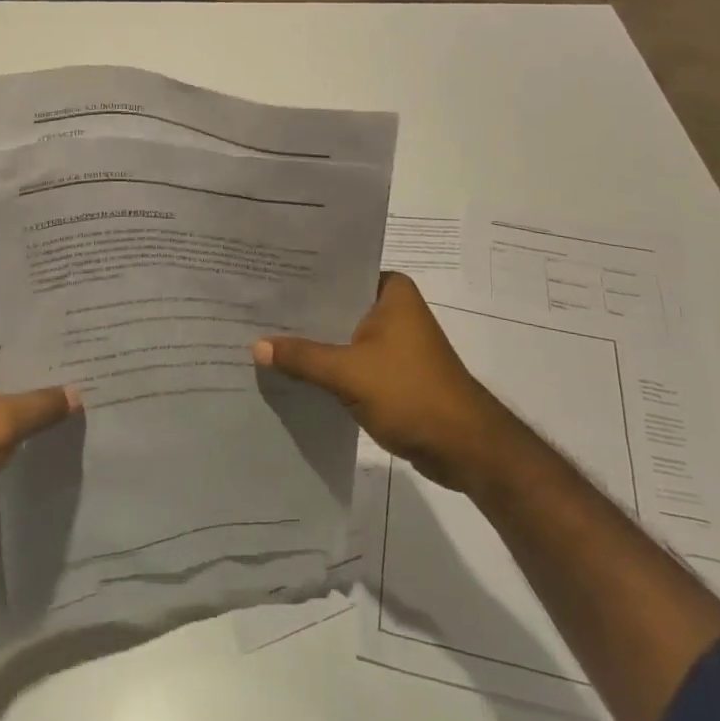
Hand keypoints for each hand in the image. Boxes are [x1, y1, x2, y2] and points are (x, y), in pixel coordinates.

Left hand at [0, 330, 77, 556]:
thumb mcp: (1, 425)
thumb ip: (44, 405)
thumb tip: (78, 393)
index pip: (10, 330)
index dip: (46, 334)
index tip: (83, 336)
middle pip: (6, 361)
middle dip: (42, 369)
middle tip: (89, 364)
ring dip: (29, 398)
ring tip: (77, 393)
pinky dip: (13, 422)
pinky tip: (46, 426)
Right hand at [254, 272, 519, 494]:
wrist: (465, 448)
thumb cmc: (411, 394)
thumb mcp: (349, 373)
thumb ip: (302, 357)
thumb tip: (256, 346)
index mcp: (391, 291)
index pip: (338, 272)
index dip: (302, 277)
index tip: (264, 276)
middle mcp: (393, 308)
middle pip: (337, 304)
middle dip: (302, 313)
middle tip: (254, 309)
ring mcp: (394, 340)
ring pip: (342, 334)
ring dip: (313, 342)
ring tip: (263, 336)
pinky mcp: (392, 371)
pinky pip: (350, 359)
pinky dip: (327, 365)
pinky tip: (292, 370)